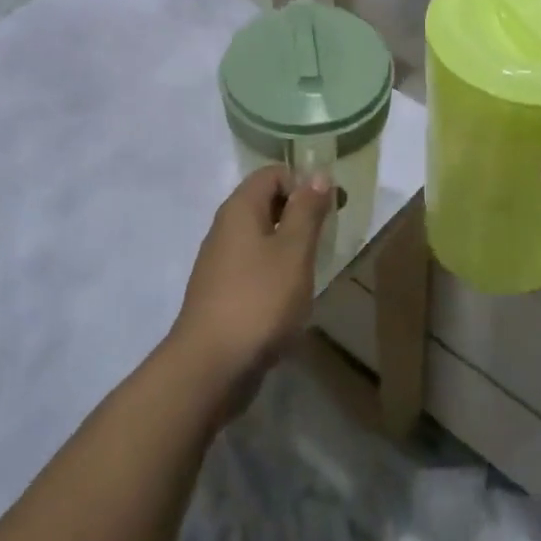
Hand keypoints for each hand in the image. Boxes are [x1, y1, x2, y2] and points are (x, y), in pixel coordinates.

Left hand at [169, 166, 333, 401]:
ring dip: (288, 245)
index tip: (331, 208)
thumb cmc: (259, 300)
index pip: (273, 174)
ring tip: (312, 269)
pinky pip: (253, 266)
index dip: (304, 183)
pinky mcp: (221, 292)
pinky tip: (290, 297)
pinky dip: (274, 270)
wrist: (210, 366)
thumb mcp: (293, 251)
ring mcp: (219, 261)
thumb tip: (318, 174)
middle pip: (266, 202)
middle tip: (327, 238)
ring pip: (260, 236)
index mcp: (240, 208)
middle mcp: (225, 227)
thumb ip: (307, 211)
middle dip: (299, 214)